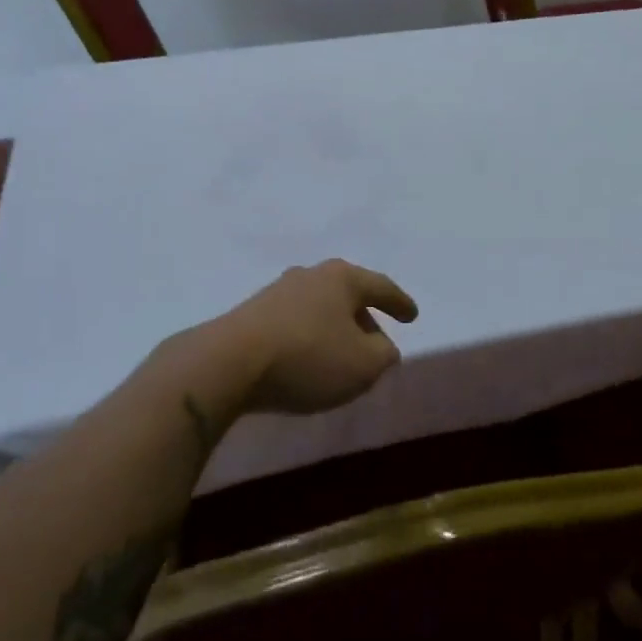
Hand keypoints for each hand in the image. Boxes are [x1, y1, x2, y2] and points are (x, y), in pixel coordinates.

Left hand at [214, 259, 417, 414]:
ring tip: (341, 356)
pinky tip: (307, 360)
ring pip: (319, 308)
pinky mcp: (252, 314)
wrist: (229, 362)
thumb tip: (382, 347)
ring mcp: (277, 292)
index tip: (412, 316)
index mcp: (342, 278)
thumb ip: (384, 355)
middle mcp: (310, 275)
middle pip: (347, 294)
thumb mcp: (363, 365)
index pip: (380, 286)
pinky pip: (295, 323)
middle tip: (376, 342)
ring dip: (334, 329)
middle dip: (364, 317)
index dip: (399, 303)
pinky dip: (309, 338)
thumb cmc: (308, 357)